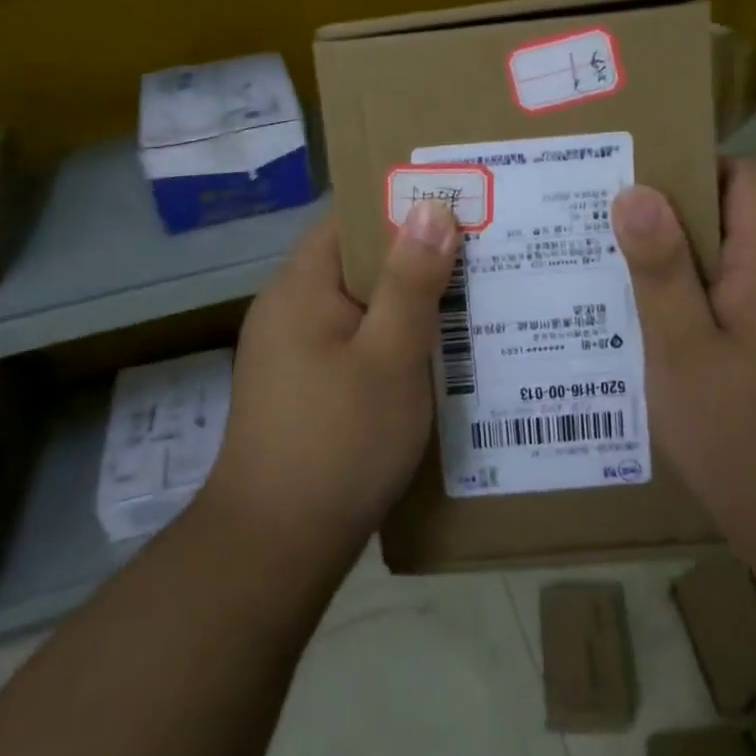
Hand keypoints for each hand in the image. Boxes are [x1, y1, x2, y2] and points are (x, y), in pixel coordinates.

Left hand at [204, 203, 460, 563]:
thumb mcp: (390, 357)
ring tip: (470, 298)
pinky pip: (354, 341)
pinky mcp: (302, 387)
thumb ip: (411, 281)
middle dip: (416, 256)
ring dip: (407, 302)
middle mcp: (288, 308)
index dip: (402, 205)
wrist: (274, 550)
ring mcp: (291, 351)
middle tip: (481, 252)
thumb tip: (431, 207)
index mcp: (300, 286)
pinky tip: (435, 355)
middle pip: (357, 260)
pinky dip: (391, 339)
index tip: (458, 204)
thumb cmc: (337, 442)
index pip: (350, 218)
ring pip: (359, 304)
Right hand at [611, 158, 755, 546]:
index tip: (633, 186)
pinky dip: (704, 292)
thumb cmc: (743, 436)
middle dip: (674, 215)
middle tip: (607, 229)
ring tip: (621, 272)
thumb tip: (635, 191)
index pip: (744, 174)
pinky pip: (746, 289)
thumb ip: (660, 268)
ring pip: (738, 252)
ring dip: (685, 257)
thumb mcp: (682, 350)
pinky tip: (660, 324)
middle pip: (738, 209)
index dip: (691, 168)